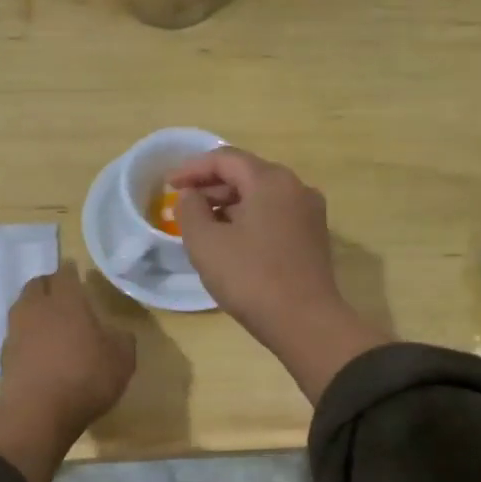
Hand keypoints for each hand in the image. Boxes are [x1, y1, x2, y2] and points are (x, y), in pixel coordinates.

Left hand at [0, 260, 136, 434]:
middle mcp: (37, 308)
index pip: (65, 274)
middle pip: (37, 284)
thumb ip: (122, 340)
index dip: (71, 271)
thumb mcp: (122, 360)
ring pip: (23, 307)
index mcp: (66, 301)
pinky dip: (27, 334)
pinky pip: (17, 333)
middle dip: (49, 284)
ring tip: (50, 320)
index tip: (76, 271)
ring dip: (35, 308)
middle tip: (63, 293)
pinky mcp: (5, 354)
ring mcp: (16, 331)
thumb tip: (118, 333)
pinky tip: (39, 348)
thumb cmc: (85, 378)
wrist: (37, 414)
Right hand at [170, 148, 388, 401]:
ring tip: (202, 224)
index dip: (192, 168)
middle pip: (246, 174)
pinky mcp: (313, 237)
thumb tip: (191, 195)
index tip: (168, 185)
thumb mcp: (206, 242)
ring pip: (261, 196)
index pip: (225, 159)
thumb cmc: (250, 277)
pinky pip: (274, 215)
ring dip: (229, 204)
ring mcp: (309, 213)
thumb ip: (190, 209)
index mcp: (271, 180)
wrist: (305, 322)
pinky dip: (249, 219)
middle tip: (183, 204)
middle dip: (211, 187)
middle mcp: (296, 187)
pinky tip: (231, 241)